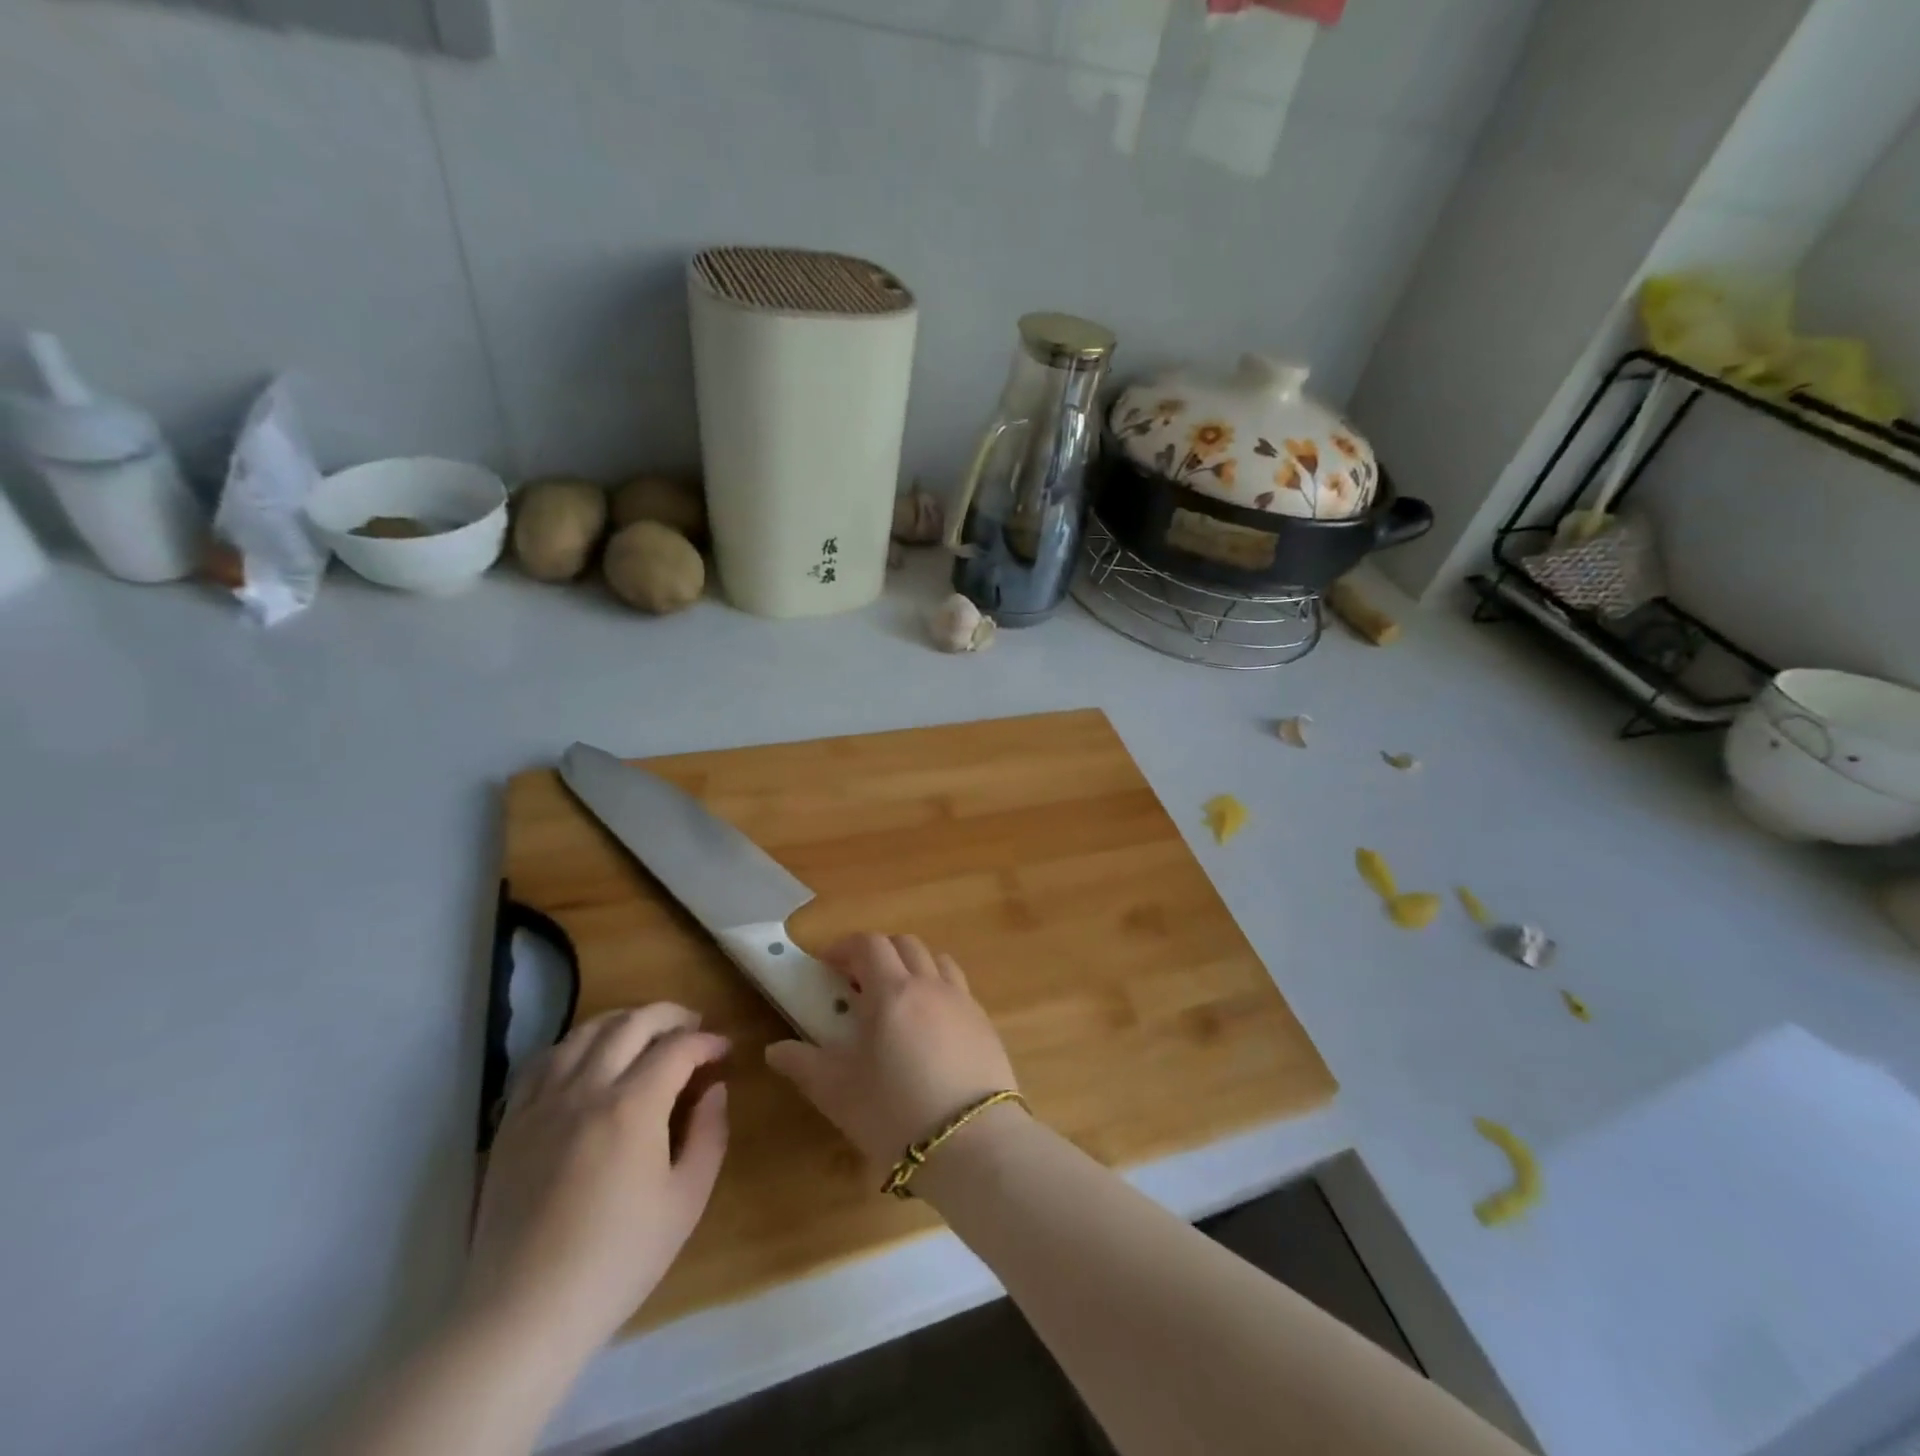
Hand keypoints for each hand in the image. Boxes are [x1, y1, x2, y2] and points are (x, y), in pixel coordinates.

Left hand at [463, 1004, 728, 1357]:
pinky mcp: (512, 1123)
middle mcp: (586, 1089)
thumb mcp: (686, 1200)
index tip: (725, 1051)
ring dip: (624, 1021)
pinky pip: (544, 1061)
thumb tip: (714, 1088)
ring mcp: (543, 1103)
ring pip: (586, 1031)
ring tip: (644, 1033)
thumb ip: (710, 1133)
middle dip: (671, 1016)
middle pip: (633, 1023)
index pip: (678, 1047)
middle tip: (693, 1027)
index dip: (708, 1041)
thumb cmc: (617, 1260)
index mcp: (632, 1106)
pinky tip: (588, 1058)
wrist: (523, 1315)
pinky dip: (575, 1045)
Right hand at [765, 934, 1017, 1169]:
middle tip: (857, 985)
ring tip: (896, 1000)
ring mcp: (962, 1001)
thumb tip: (775, 1050)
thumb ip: (804, 1064)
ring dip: (911, 966)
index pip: (868, 944)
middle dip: (877, 953)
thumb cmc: (895, 1114)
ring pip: (936, 960)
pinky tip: (929, 1027)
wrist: (973, 1144)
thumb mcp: (838, 1093)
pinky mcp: (985, 1023)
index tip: (826, 968)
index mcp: (891, 991)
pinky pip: (958, 987)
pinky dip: (937, 989)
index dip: (844, 948)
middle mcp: (929, 984)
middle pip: (903, 944)